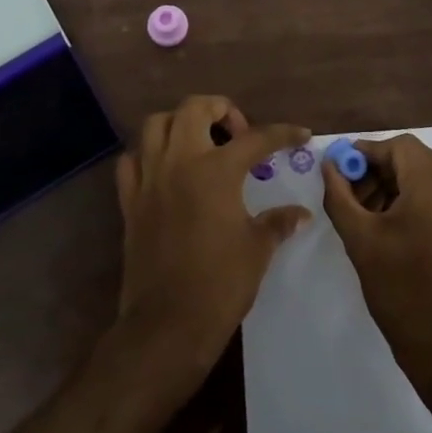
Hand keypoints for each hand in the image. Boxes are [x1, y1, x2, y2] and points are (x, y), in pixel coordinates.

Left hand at [113, 96, 311, 384]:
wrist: (167, 325)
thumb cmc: (220, 284)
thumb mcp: (258, 249)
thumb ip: (278, 222)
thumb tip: (301, 214)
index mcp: (216, 170)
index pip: (256, 138)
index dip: (283, 134)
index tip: (301, 134)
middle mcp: (180, 162)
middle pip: (195, 108)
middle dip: (220, 109)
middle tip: (238, 134)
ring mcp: (150, 178)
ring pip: (156, 124)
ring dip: (180, 123)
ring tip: (200, 143)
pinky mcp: (130, 201)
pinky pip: (132, 160)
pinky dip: (147, 155)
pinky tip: (165, 170)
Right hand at [321, 132, 431, 352]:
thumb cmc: (401, 289)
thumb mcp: (360, 239)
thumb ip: (340, 196)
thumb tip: (329, 166)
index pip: (399, 146)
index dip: (367, 153)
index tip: (341, 171)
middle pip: (413, 159)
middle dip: (378, 170)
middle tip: (350, 194)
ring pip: (425, 178)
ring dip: (393, 185)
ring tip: (365, 214)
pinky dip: (411, 200)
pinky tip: (388, 228)